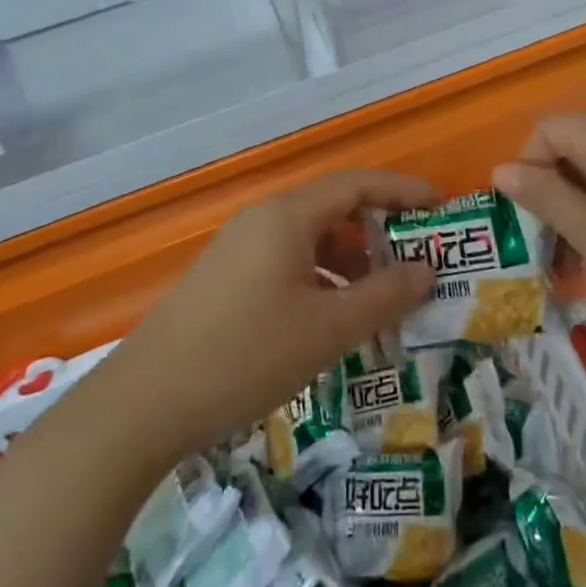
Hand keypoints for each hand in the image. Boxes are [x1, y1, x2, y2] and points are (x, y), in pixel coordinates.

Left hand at [101, 171, 437, 467]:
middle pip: (333, 207)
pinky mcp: (225, 277)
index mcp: (288, 215)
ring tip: (380, 296)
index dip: (403, 190)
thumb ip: (385, 295)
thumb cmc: (247, 355)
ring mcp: (239, 247)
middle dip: (379, 229)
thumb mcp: (327, 329)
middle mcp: (263, 219)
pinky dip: (320, 276)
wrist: (144, 403)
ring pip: (309, 237)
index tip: (441, 208)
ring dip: (350, 258)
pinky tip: (331, 316)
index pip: (357, 183)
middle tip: (416, 258)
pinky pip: (286, 260)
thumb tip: (427, 269)